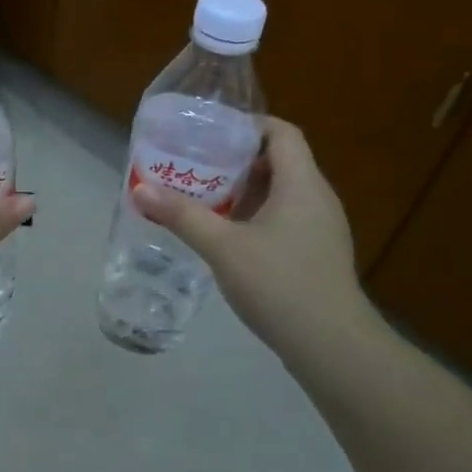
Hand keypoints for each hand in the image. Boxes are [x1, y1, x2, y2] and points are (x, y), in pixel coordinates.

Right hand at [132, 118, 372, 360]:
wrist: (331, 344)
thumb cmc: (278, 283)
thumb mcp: (222, 247)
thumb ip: (183, 215)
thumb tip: (140, 189)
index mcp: (302, 183)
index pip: (282, 132)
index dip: (248, 126)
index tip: (210, 135)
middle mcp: (318, 198)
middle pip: (280, 161)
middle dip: (238, 161)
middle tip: (198, 168)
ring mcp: (322, 228)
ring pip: (283, 193)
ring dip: (246, 192)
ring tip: (206, 200)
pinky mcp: (318, 254)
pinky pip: (286, 219)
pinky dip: (258, 217)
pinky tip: (230, 239)